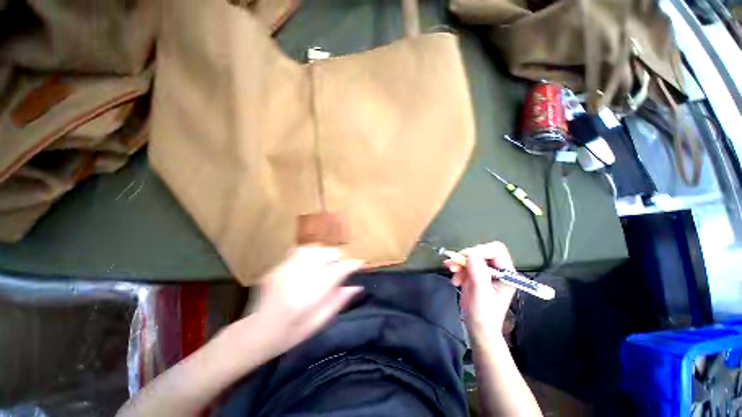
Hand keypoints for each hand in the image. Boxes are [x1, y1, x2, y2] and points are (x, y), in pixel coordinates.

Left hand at [236, 246, 363, 360]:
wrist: (254, 333)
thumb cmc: (289, 335)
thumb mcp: (318, 324)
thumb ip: (338, 302)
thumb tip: (357, 287)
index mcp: (308, 297)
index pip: (336, 272)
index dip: (351, 264)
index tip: (360, 263)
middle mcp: (296, 278)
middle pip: (325, 255)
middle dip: (338, 257)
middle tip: (341, 267)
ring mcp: (284, 270)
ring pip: (313, 249)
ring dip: (325, 254)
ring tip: (328, 264)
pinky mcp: (277, 266)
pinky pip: (299, 251)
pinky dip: (311, 253)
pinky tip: (312, 263)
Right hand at [444, 242, 516, 332]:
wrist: (477, 329)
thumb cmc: (483, 316)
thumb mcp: (481, 295)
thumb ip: (478, 274)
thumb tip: (471, 254)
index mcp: (506, 274)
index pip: (496, 250)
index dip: (481, 251)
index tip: (466, 259)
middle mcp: (497, 270)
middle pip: (481, 251)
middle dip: (466, 257)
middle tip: (454, 265)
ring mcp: (485, 272)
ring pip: (471, 257)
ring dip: (459, 262)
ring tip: (451, 271)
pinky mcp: (475, 275)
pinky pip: (464, 264)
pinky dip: (457, 267)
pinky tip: (454, 278)